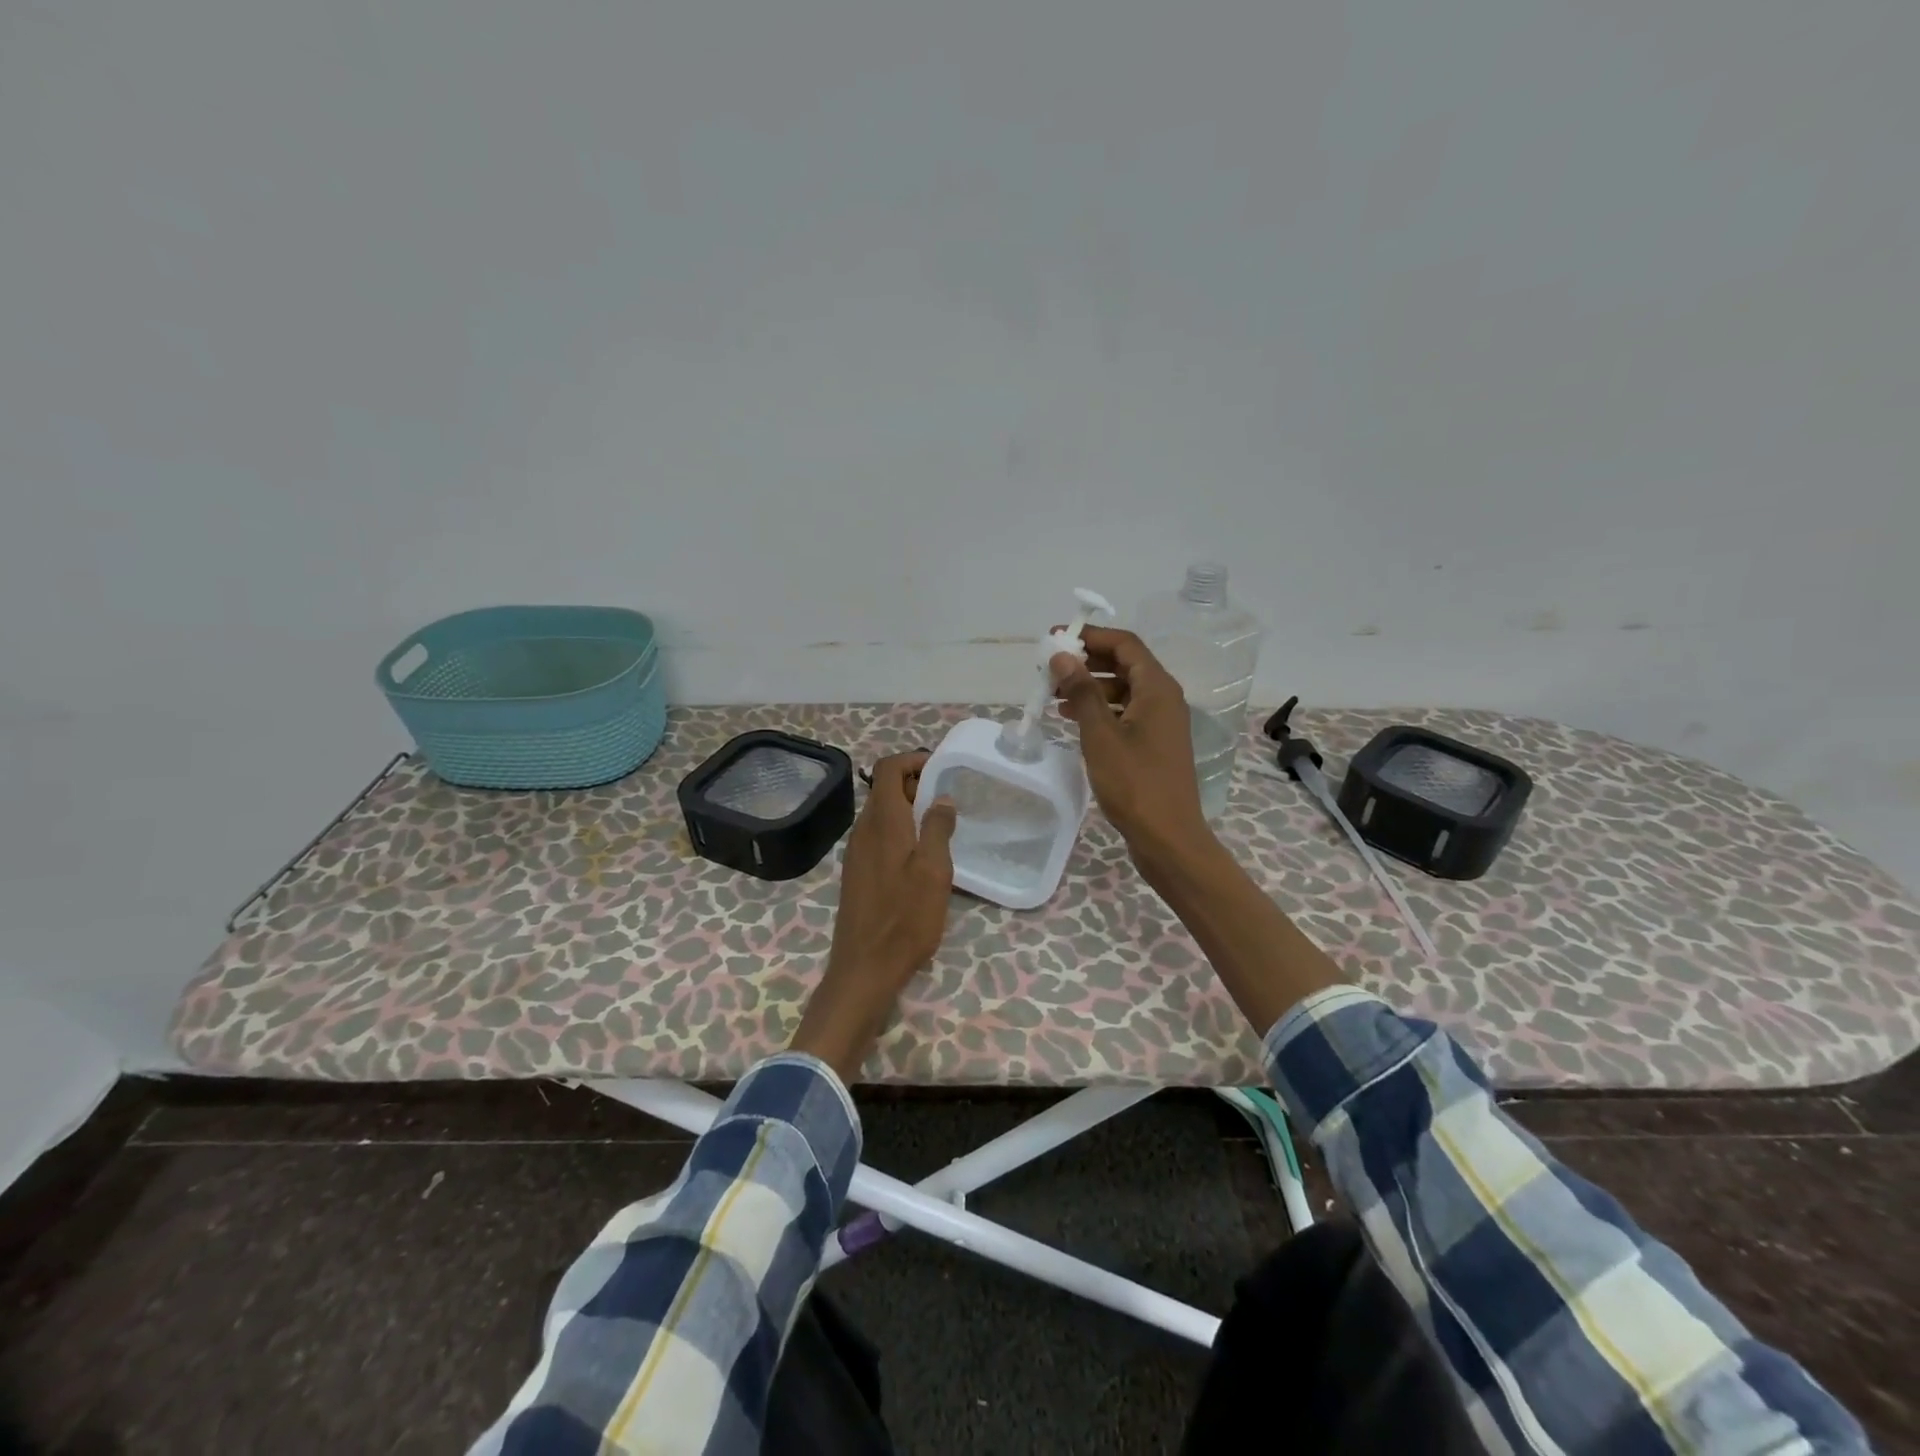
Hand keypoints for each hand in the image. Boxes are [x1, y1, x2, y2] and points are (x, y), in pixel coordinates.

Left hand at [791, 751, 957, 1080]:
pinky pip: (878, 836)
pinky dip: (899, 831)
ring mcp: (856, 852)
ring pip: (881, 813)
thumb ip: (937, 828)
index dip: (913, 760)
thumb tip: (941, 798)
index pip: (887, 769)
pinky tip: (921, 855)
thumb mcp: (933, 871)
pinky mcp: (857, 872)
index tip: (942, 769)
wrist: (865, 967)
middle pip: (884, 789)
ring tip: (940, 825)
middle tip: (948, 798)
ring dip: (908, 809)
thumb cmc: (905, 918)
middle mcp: (863, 830)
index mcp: (882, 822)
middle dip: (915, 784)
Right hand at [1050, 627, 1213, 872]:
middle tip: (1050, 669)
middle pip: (1124, 664)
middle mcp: (1164, 698)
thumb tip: (1063, 655)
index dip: (1090, 636)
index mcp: (1157, 688)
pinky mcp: (1154, 744)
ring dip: (1090, 687)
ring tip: (1054, 695)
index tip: (1056, 638)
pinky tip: (1072, 719)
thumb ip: (1082, 691)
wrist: (1167, 837)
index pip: (1125, 644)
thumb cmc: (1134, 783)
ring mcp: (1161, 722)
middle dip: (1087, 662)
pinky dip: (1099, 710)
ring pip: (1122, 690)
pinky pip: (1125, 713)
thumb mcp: (1101, 734)